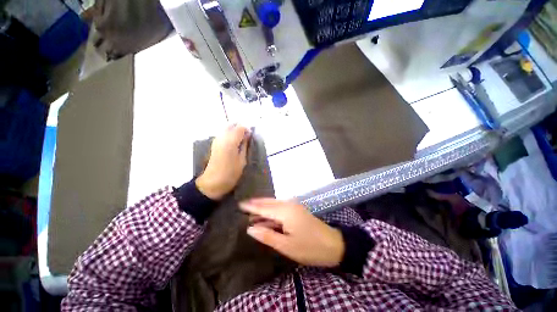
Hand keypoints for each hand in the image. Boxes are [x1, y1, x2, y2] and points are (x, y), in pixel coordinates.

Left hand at [196, 125, 249, 199]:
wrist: (212, 183)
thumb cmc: (230, 173)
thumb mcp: (242, 160)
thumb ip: (245, 146)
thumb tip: (247, 136)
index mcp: (230, 142)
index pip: (240, 127)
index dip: (247, 129)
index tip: (251, 136)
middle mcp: (222, 137)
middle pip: (232, 125)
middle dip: (240, 128)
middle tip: (247, 136)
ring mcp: (216, 140)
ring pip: (227, 128)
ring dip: (235, 131)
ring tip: (241, 140)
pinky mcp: (214, 144)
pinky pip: (223, 133)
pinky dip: (230, 134)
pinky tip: (234, 143)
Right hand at [240, 198, 344, 266]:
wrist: (333, 244)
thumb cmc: (309, 248)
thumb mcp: (286, 246)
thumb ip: (267, 235)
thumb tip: (250, 228)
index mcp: (285, 212)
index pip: (264, 207)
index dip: (251, 206)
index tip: (240, 204)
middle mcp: (289, 205)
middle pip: (269, 202)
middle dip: (256, 203)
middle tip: (244, 204)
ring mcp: (294, 206)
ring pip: (275, 203)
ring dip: (263, 206)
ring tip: (251, 209)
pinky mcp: (297, 210)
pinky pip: (280, 207)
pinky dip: (271, 210)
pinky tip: (266, 215)